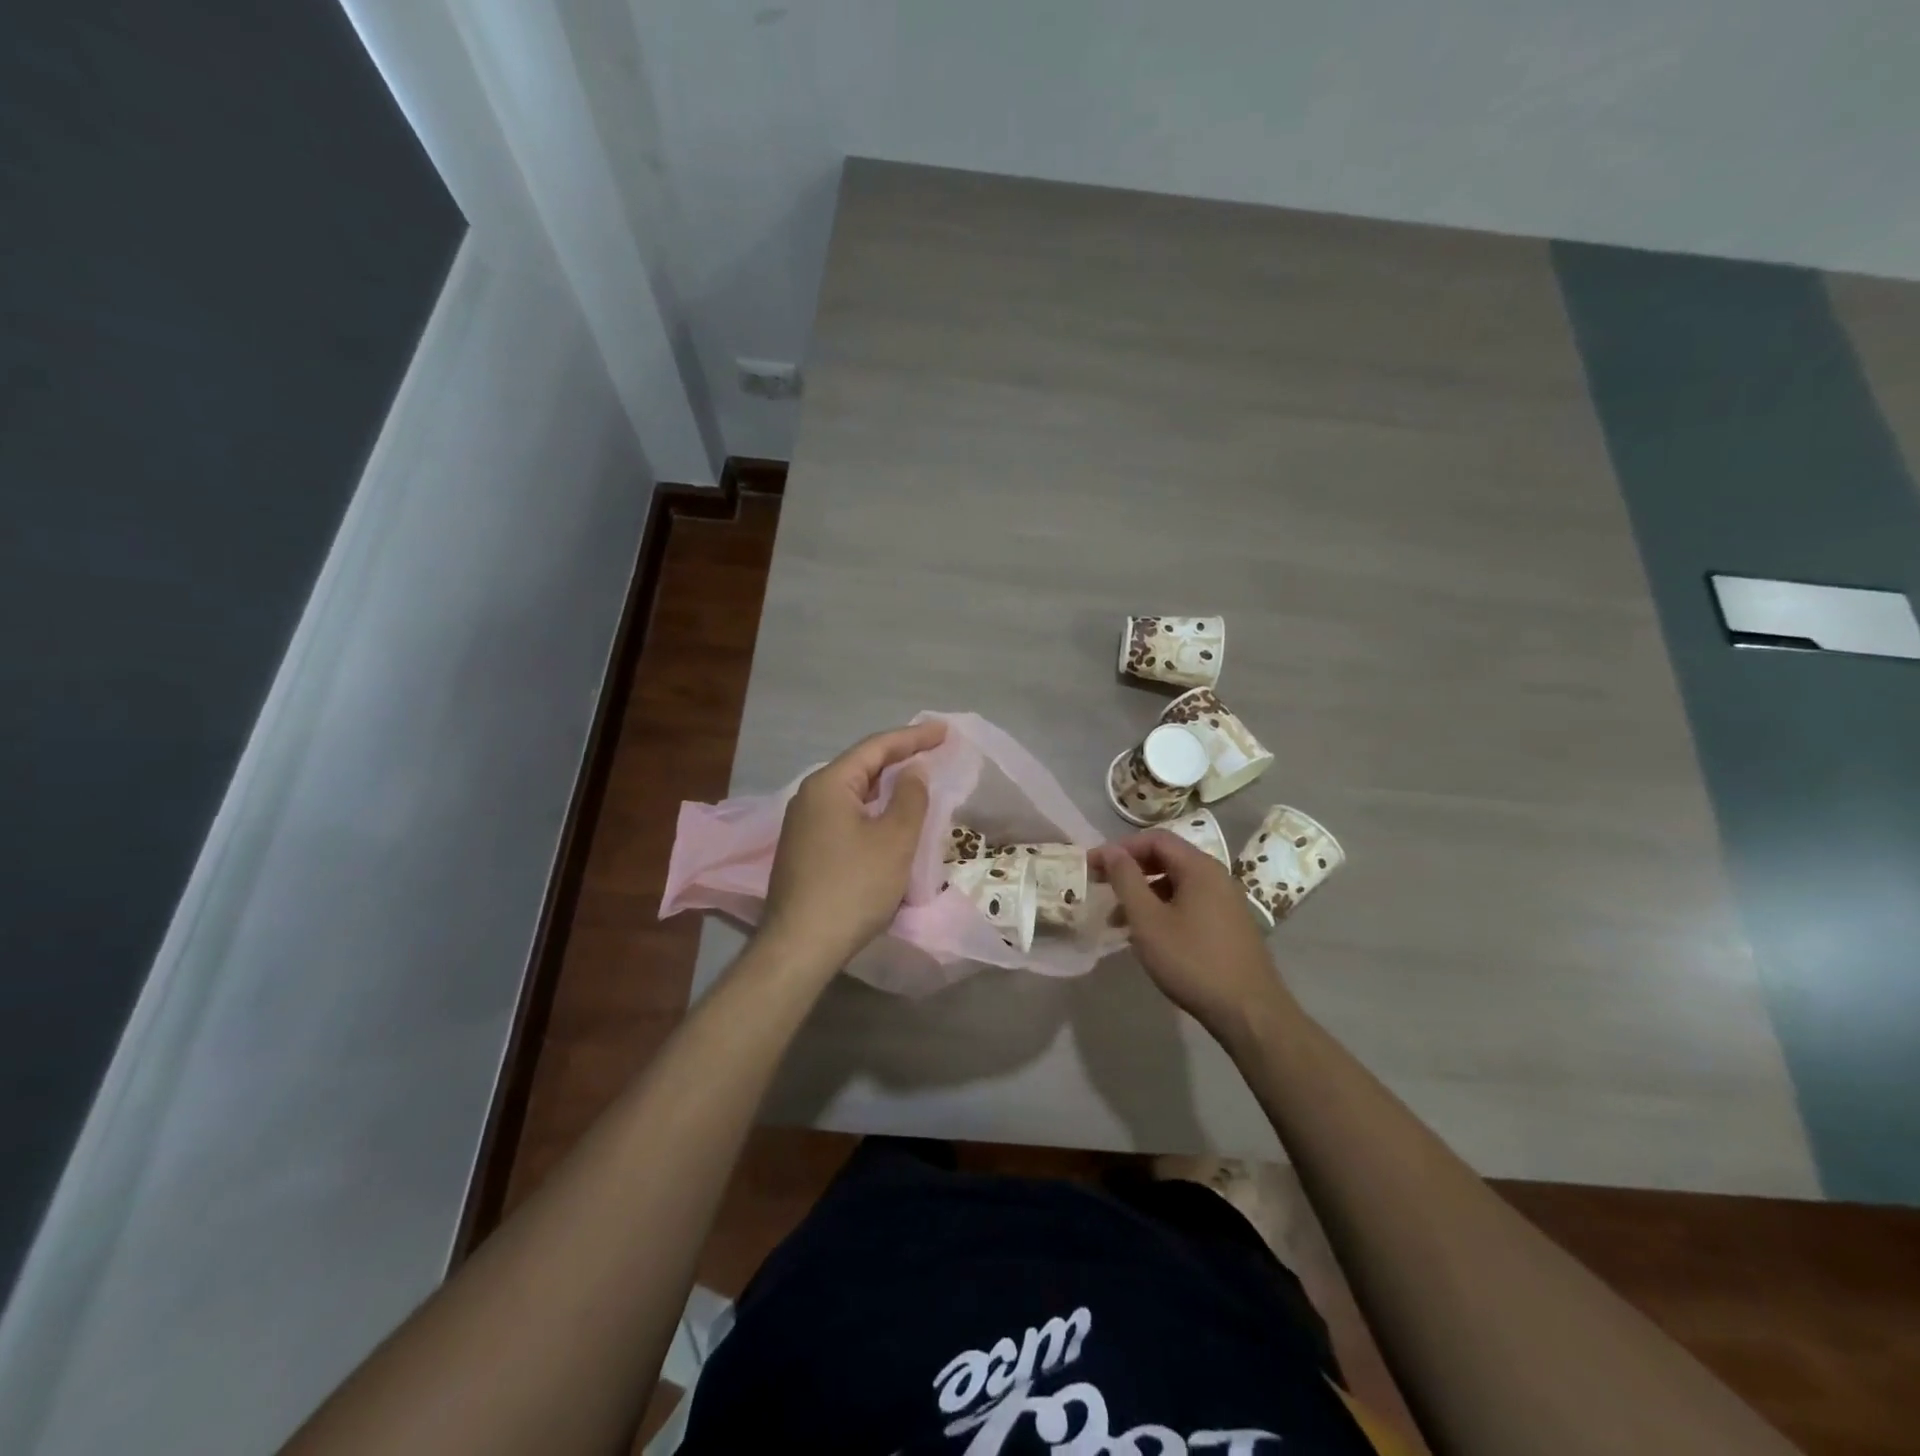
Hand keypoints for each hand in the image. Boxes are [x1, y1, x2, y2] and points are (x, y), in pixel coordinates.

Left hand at [759, 721, 946, 972]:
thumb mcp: (894, 839)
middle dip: (899, 758)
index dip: (913, 737)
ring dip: (886, 787)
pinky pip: (845, 816)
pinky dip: (872, 811)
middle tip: (934, 752)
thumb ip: (910, 797)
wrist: (801, 945)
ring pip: (853, 794)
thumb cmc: (853, 886)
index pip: (876, 747)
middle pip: (861, 767)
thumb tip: (913, 770)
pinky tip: (888, 821)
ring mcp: (802, 825)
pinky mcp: (804, 850)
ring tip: (917, 782)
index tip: (944, 731)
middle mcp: (810, 796)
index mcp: (829, 784)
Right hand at [1090, 831, 1290, 1041]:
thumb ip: (1126, 880)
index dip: (1120, 848)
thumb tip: (1110, 850)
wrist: (1250, 1012)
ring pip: (1176, 884)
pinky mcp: (1228, 926)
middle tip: (1101, 887)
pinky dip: (1162, 910)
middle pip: (1167, 858)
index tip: (1092, 866)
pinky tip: (1148, 936)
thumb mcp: (1148, 920)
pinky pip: (1189, 904)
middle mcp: (1217, 877)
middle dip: (1130, 871)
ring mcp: (1226, 902)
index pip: (1154, 839)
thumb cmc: (1193, 961)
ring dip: (1144, 894)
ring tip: (1117, 921)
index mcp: (1199, 867)